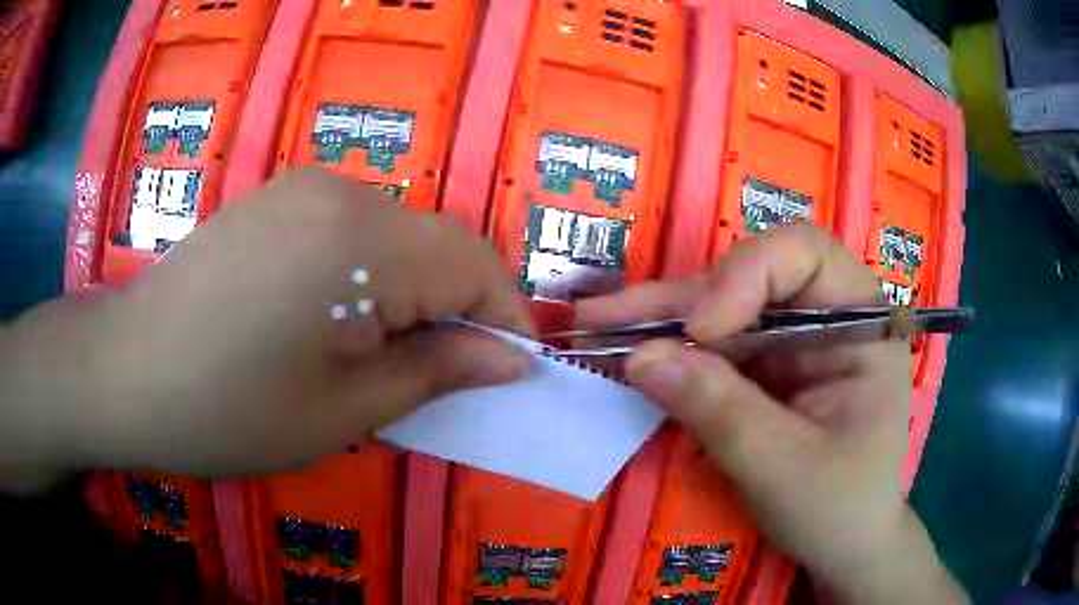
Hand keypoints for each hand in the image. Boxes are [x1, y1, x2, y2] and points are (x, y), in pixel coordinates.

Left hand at [3, 168, 531, 485]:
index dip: (504, 319)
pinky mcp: (274, 200)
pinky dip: (367, 276)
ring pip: (396, 237)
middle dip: (457, 310)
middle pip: (437, 244)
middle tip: (443, 377)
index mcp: (360, 240)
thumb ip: (437, 373)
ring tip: (382, 356)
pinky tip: (331, 322)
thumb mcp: (345, 411)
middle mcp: (339, 192)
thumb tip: (511, 360)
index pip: (475, 264)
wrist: (126, 373)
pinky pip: (350, 230)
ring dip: (410, 294)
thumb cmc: (229, 410)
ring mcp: (301, 189)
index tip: (511, 373)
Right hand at [578, 224, 967, 603]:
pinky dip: (668, 351)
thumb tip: (641, 358)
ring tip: (595, 324)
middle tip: (607, 318)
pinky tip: (623, 348)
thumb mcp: (785, 468)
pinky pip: (711, 347)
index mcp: (861, 322)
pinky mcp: (764, 368)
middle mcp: (826, 316)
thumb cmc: (839, 508)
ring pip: (721, 308)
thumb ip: (721, 411)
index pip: (805, 254)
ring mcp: (793, 341)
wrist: (843, 545)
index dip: (747, 274)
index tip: (701, 332)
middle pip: (750, 277)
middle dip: (681, 300)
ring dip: (660, 320)